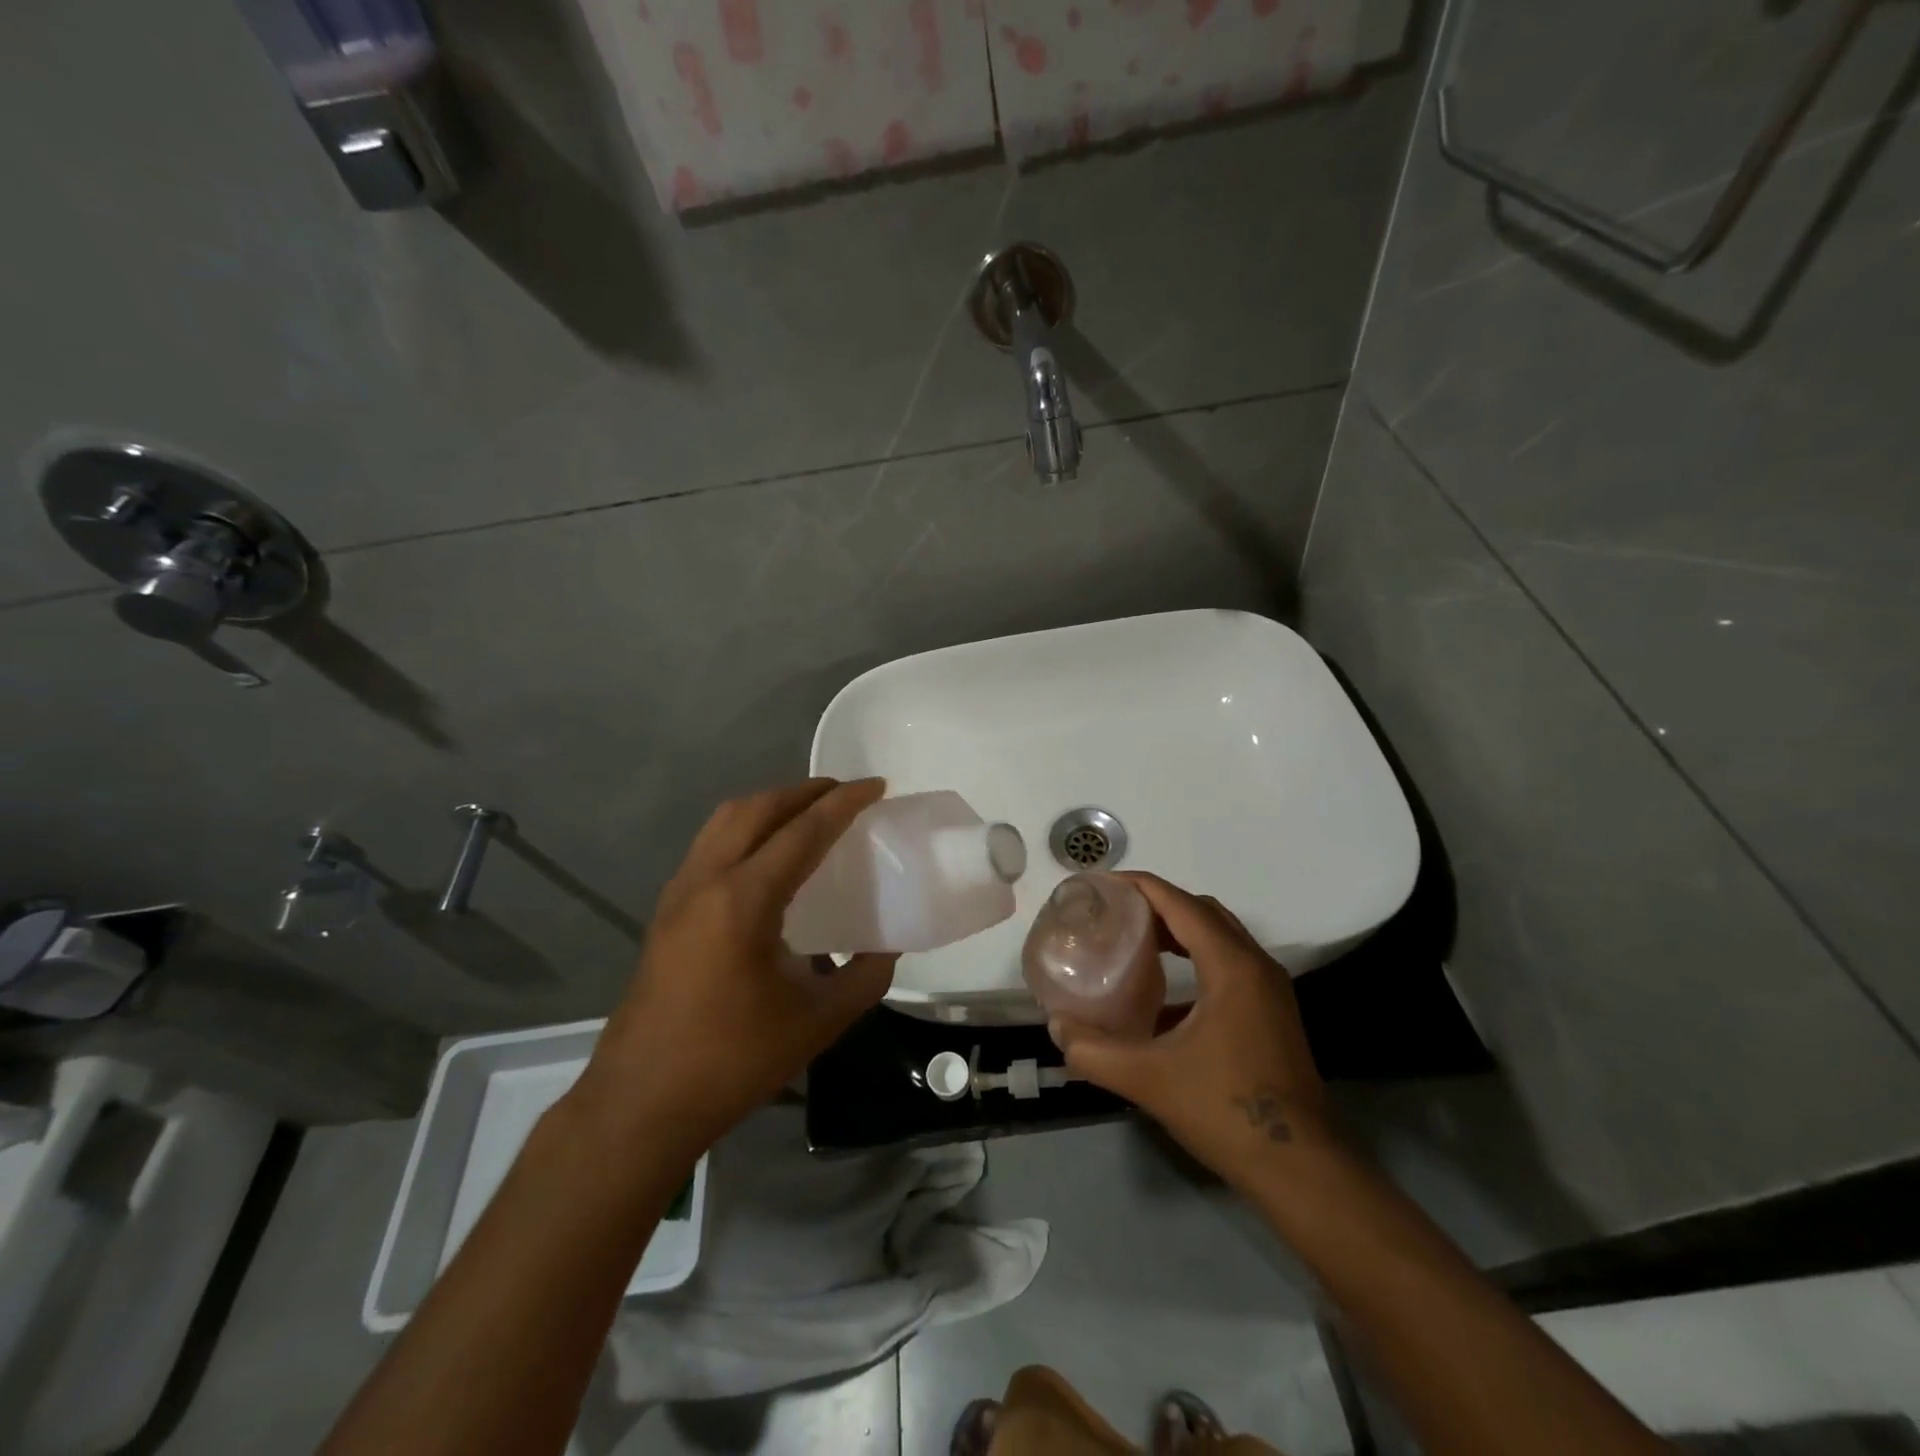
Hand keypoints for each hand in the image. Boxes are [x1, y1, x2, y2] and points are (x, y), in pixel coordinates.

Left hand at [571, 778, 896, 1163]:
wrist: (641, 1102)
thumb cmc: (733, 1060)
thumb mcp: (818, 1021)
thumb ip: (864, 976)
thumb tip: (886, 948)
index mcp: (743, 900)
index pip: (803, 831)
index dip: (844, 803)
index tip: (876, 785)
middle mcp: (706, 880)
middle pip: (757, 809)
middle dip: (804, 792)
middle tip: (845, 794)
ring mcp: (678, 893)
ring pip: (726, 821)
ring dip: (771, 806)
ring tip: (808, 815)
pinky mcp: (666, 911)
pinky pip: (710, 844)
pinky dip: (746, 829)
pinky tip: (768, 859)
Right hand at [1049, 872, 1329, 1184]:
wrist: (1301, 1168)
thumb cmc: (1226, 1110)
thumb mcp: (1149, 1079)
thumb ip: (1094, 1052)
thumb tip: (1057, 1028)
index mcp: (1231, 966)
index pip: (1180, 903)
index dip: (1139, 886)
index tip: (1101, 885)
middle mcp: (1255, 965)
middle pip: (1202, 911)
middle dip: (1157, 904)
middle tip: (1114, 914)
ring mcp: (1269, 990)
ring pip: (1219, 937)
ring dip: (1178, 931)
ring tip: (1134, 942)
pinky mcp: (1271, 1013)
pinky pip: (1229, 965)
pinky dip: (1195, 960)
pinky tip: (1163, 998)